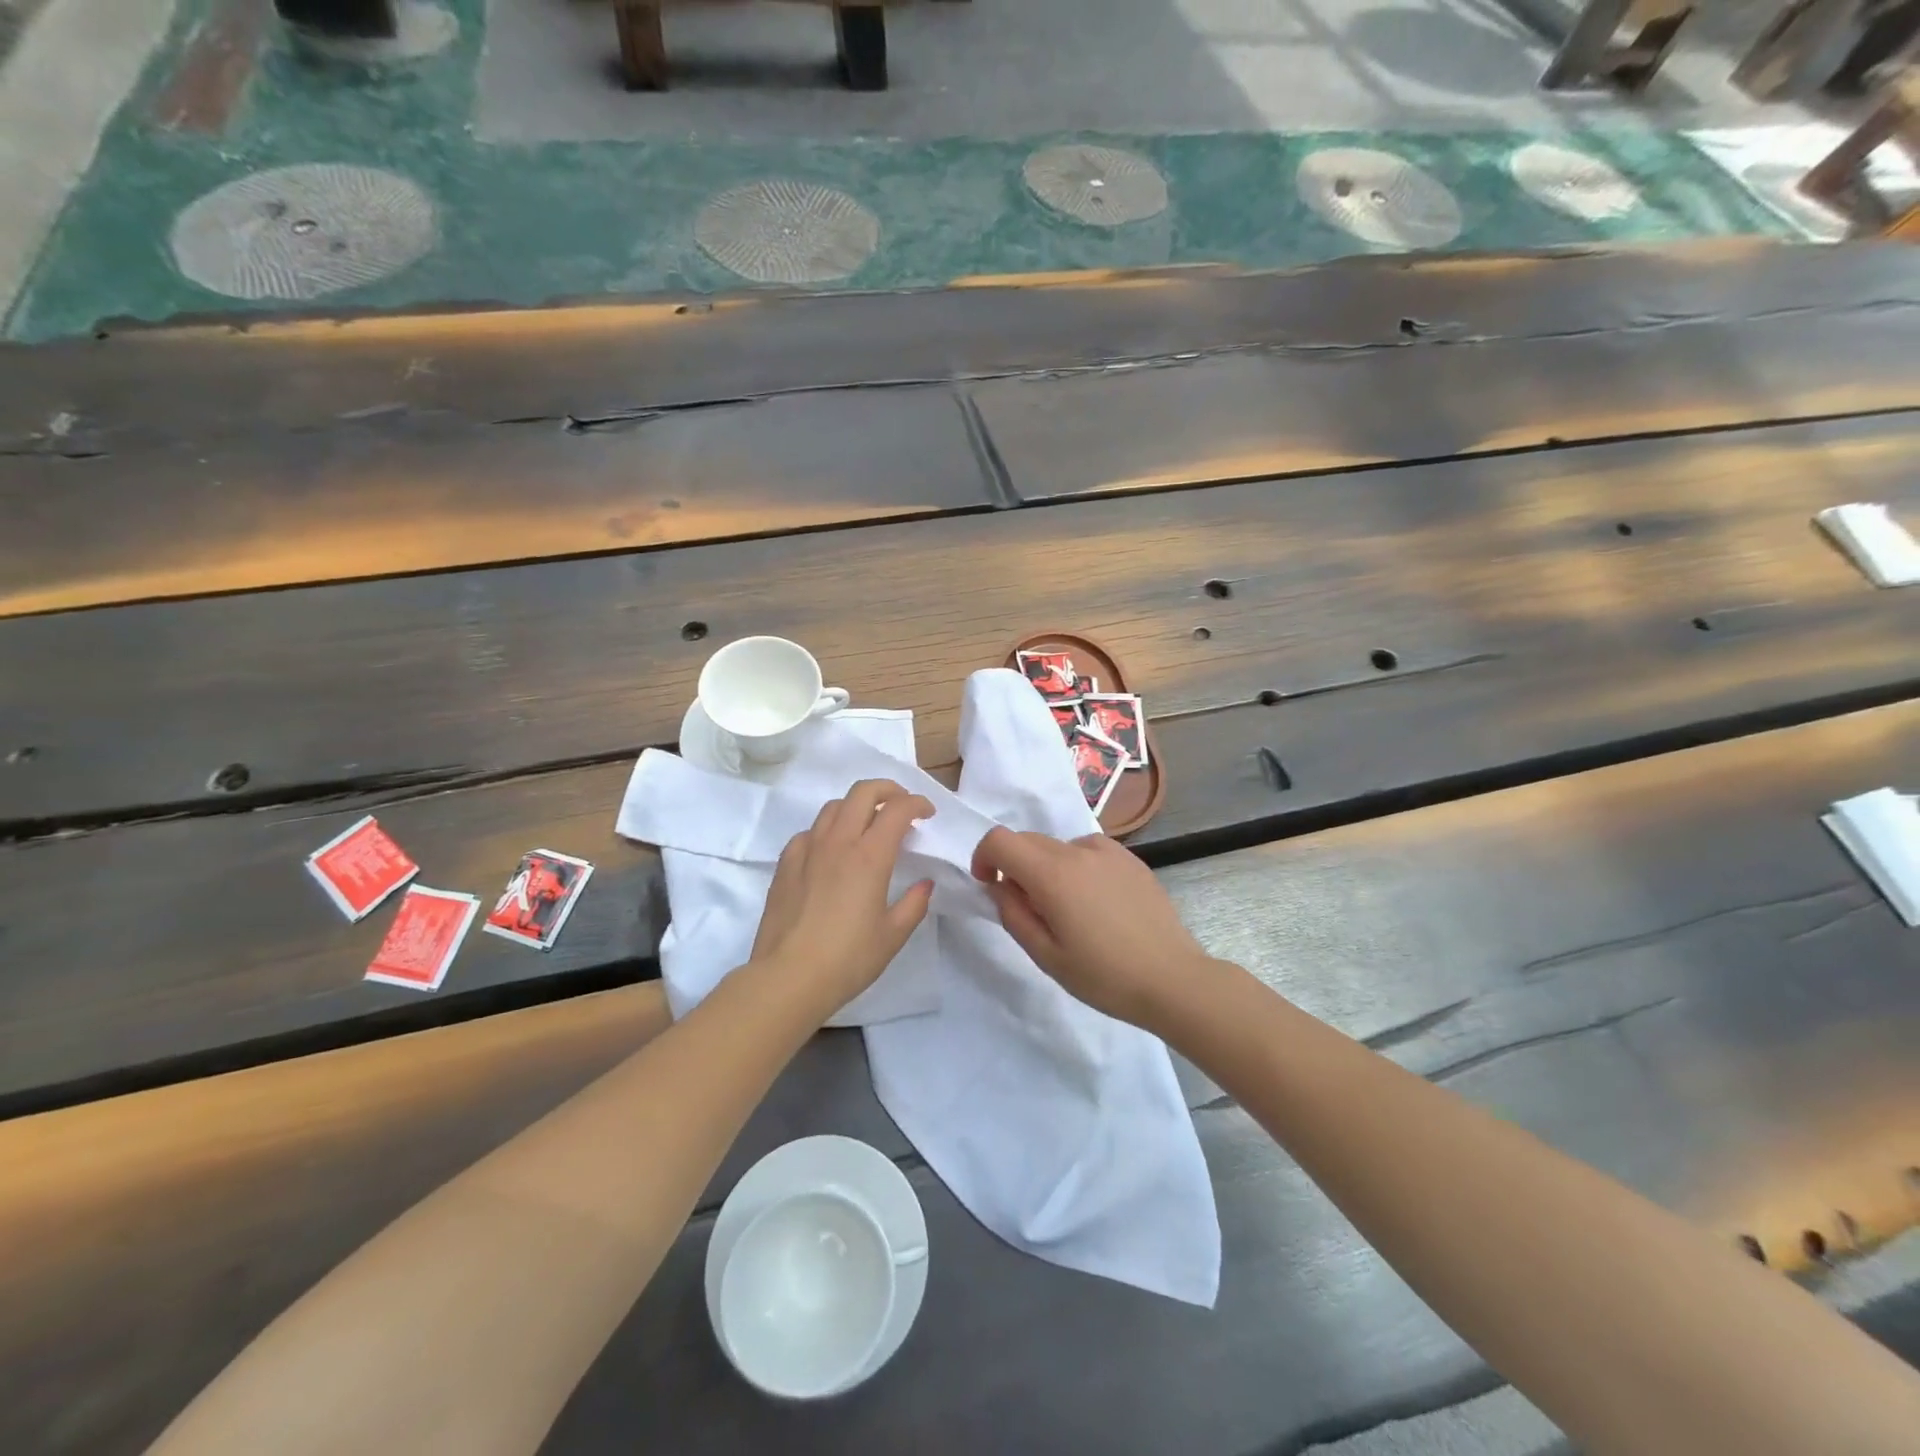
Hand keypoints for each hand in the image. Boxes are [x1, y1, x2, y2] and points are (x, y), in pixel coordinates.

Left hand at [750, 779, 935, 1020]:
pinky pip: (809, 831)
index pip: (897, 809)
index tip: (927, 813)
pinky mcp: (785, 864)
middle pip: (863, 792)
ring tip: (867, 825)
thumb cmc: (847, 959)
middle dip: (888, 789)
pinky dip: (827, 830)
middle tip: (901, 806)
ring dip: (856, 806)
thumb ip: (914, 904)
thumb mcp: (892, 936)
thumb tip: (924, 884)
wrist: (787, 978)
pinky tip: (831, 851)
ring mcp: (807, 850)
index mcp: (870, 856)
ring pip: (833, 807)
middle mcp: (838, 842)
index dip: (917, 803)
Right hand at [969, 828, 1209, 1029]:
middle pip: (1028, 839)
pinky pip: (1088, 853)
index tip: (989, 886)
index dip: (984, 858)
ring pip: (1059, 846)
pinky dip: (1077, 868)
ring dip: (1047, 868)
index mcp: (1052, 874)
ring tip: (1068, 911)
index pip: (1000, 840)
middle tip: (1028, 908)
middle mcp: (1078, 851)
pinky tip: (1097, 905)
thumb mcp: (1046, 956)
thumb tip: (1001, 886)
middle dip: (1014, 865)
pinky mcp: (1131, 859)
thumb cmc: (1104, 976)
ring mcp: (1109, 851)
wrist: (1173, 979)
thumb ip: (1013, 914)